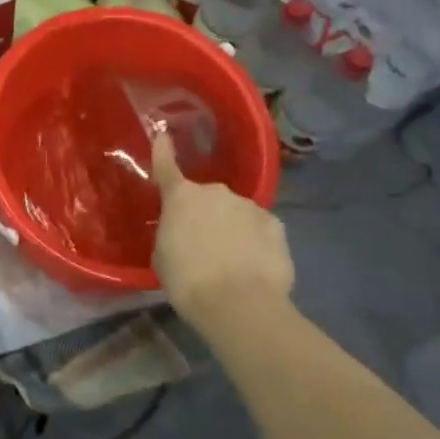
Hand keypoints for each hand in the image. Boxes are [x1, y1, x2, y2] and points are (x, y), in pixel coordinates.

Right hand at [151, 131, 293, 321]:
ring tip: (233, 263)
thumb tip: (181, 231)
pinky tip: (255, 266)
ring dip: (233, 229)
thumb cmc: (188, 281)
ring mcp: (249, 205)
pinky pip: (261, 229)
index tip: (162, 133)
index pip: (166, 166)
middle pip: (207, 198)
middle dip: (205, 215)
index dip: (163, 149)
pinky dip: (257, 242)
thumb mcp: (162, 256)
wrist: (239, 305)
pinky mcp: (276, 225)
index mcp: (181, 197)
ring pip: (236, 213)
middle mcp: (216, 192)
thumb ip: (171, 233)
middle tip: (203, 246)